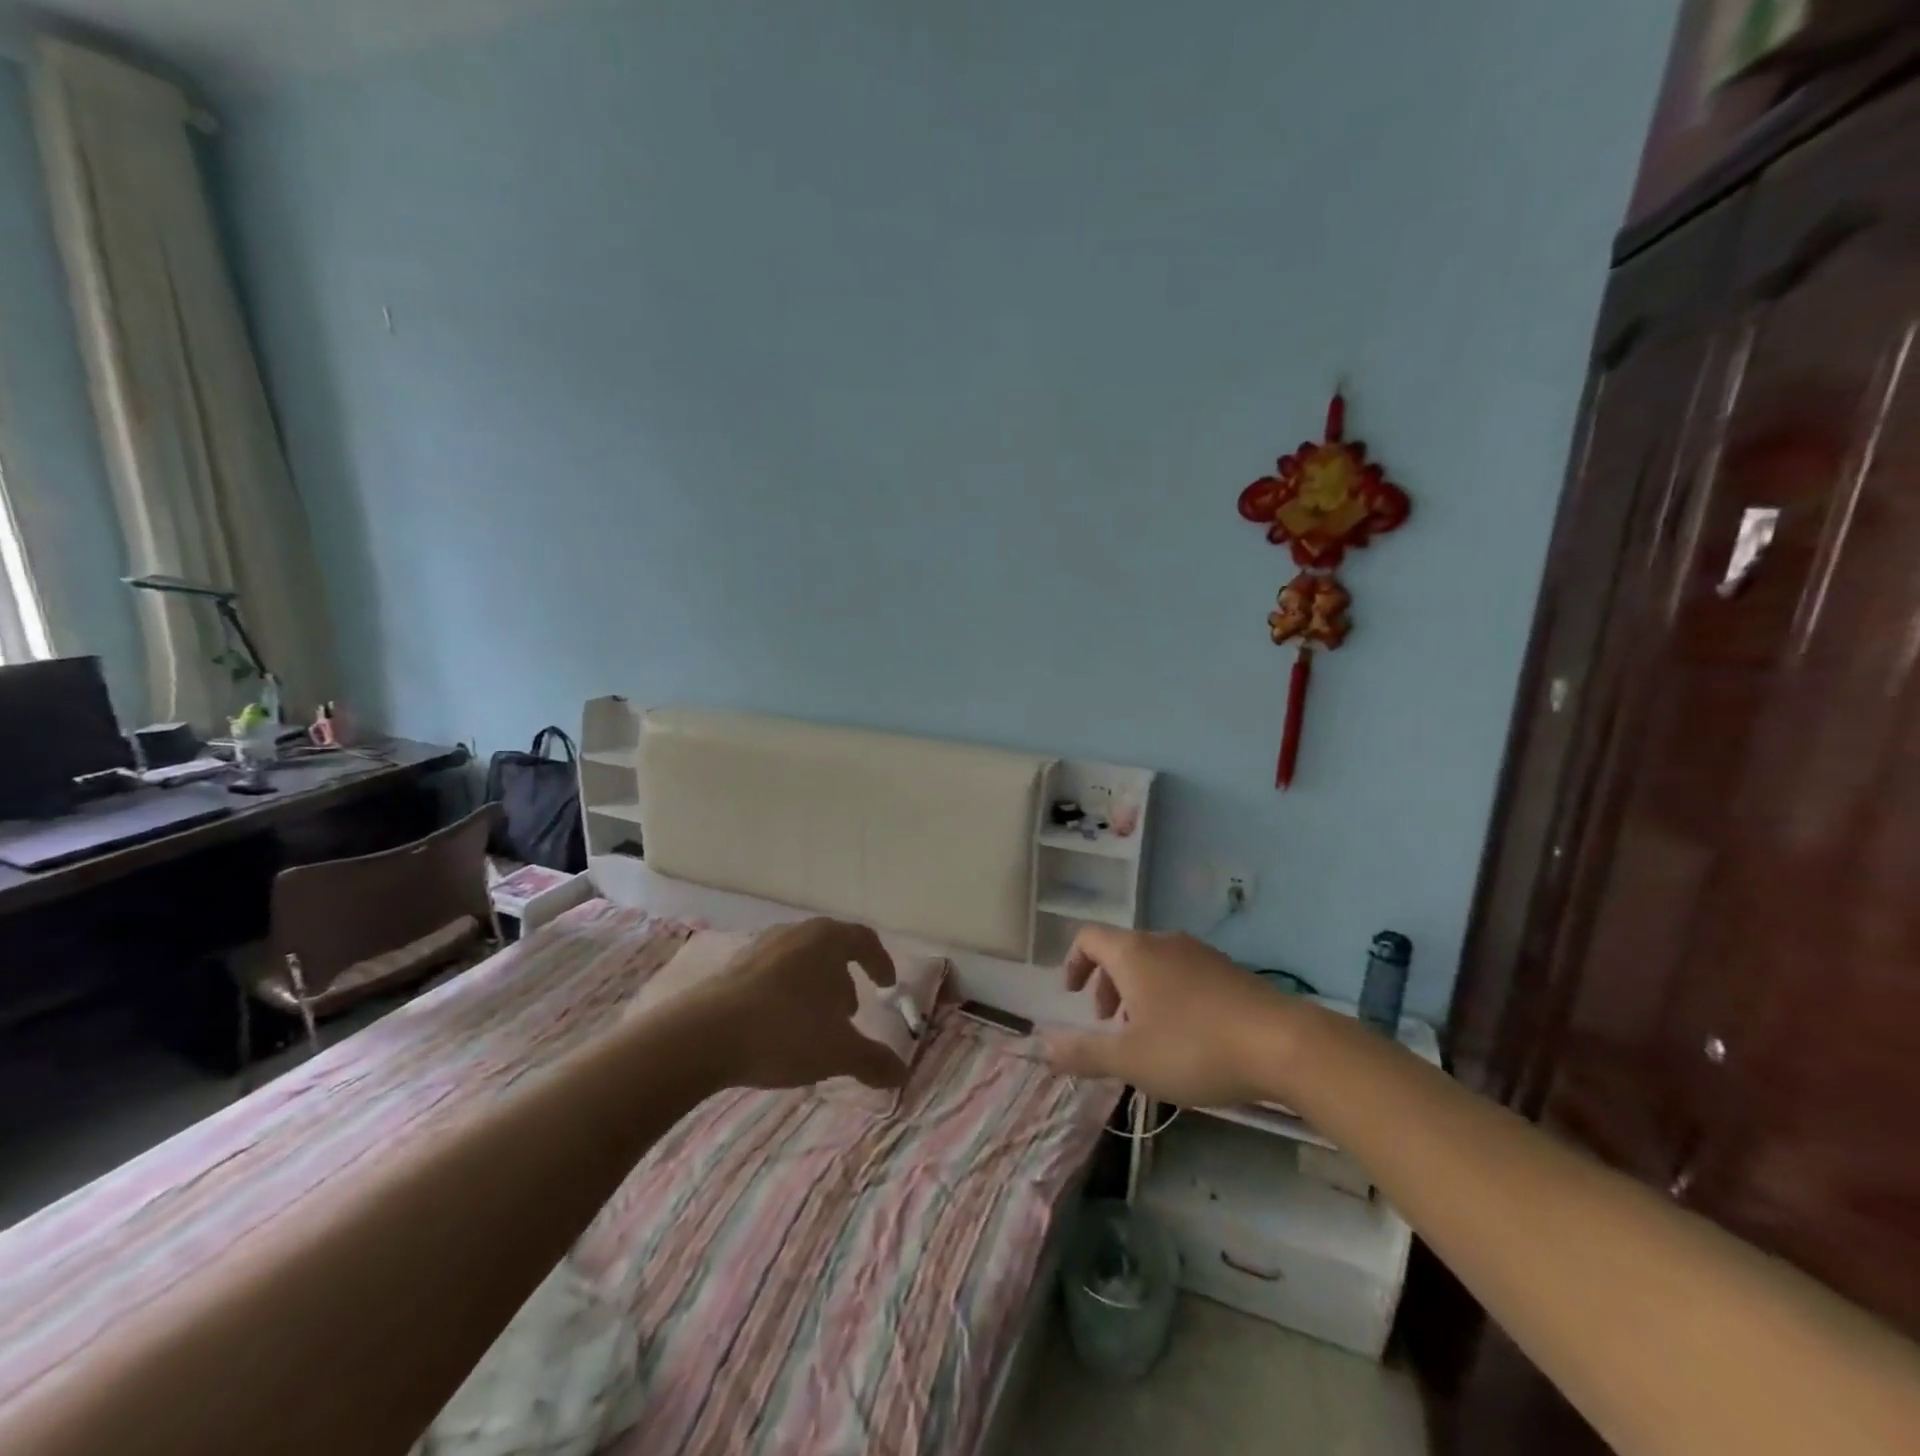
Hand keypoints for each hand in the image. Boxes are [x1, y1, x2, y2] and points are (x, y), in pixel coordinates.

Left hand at [688, 918, 907, 1092]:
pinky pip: (771, 974)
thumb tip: (902, 1073)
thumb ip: (874, 1061)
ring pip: (799, 960)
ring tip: (814, 1023)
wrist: (702, 1036)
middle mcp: (795, 933)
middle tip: (849, 1012)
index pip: (863, 939)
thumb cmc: (784, 1031)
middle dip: (844, 978)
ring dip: (813, 987)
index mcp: (827, 940)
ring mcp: (760, 947)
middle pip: (830, 948)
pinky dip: (784, 993)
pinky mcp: (732, 967)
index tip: (887, 985)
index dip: (880, 961)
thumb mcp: (838, 1052)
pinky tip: (778, 1026)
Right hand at [1039, 926, 1290, 1106]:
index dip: (1073, 963)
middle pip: (1121, 951)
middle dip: (1106, 985)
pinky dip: (1168, 995)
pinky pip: (1183, 973)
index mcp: (1133, 953)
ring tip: (1147, 1035)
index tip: (1072, 996)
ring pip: (1153, 963)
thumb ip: (1083, 1052)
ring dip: (1138, 992)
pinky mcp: (1228, 969)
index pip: (1088, 938)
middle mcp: (1163, 942)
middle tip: (1108, 1024)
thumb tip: (1042, 1044)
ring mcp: (1199, 953)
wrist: (1283, 1044)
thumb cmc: (1194, 1047)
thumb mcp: (1130, 1059)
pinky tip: (1187, 1036)